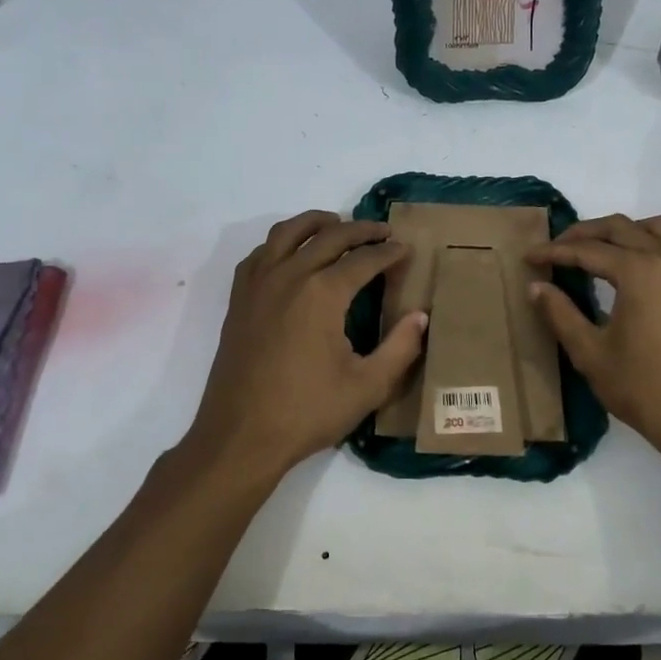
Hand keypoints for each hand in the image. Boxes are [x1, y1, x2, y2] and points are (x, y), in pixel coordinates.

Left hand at [189, 211, 426, 478]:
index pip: (364, 259)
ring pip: (288, 232)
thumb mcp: (368, 386)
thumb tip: (420, 316)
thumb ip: (400, 348)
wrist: (240, 437)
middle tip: (383, 232)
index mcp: (323, 293)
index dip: (389, 252)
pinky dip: (281, 242)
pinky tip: (293, 254)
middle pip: (329, 235)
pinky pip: (261, 253)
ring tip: (337, 224)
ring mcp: (259, 284)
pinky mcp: (239, 299)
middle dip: (361, 230)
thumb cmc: (307, 412)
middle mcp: (289, 276)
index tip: (407, 249)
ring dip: (317, 222)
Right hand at [527, 214, 660, 455]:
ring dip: (625, 231)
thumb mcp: (590, 352)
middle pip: (620, 228)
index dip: (553, 252)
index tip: (529, 258)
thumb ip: (560, 313)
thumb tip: (536, 287)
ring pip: (656, 229)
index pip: (587, 250)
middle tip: (556, 249)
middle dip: (584, 234)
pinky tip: (648, 272)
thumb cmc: (641, 387)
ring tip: (600, 249)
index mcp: (638, 271)